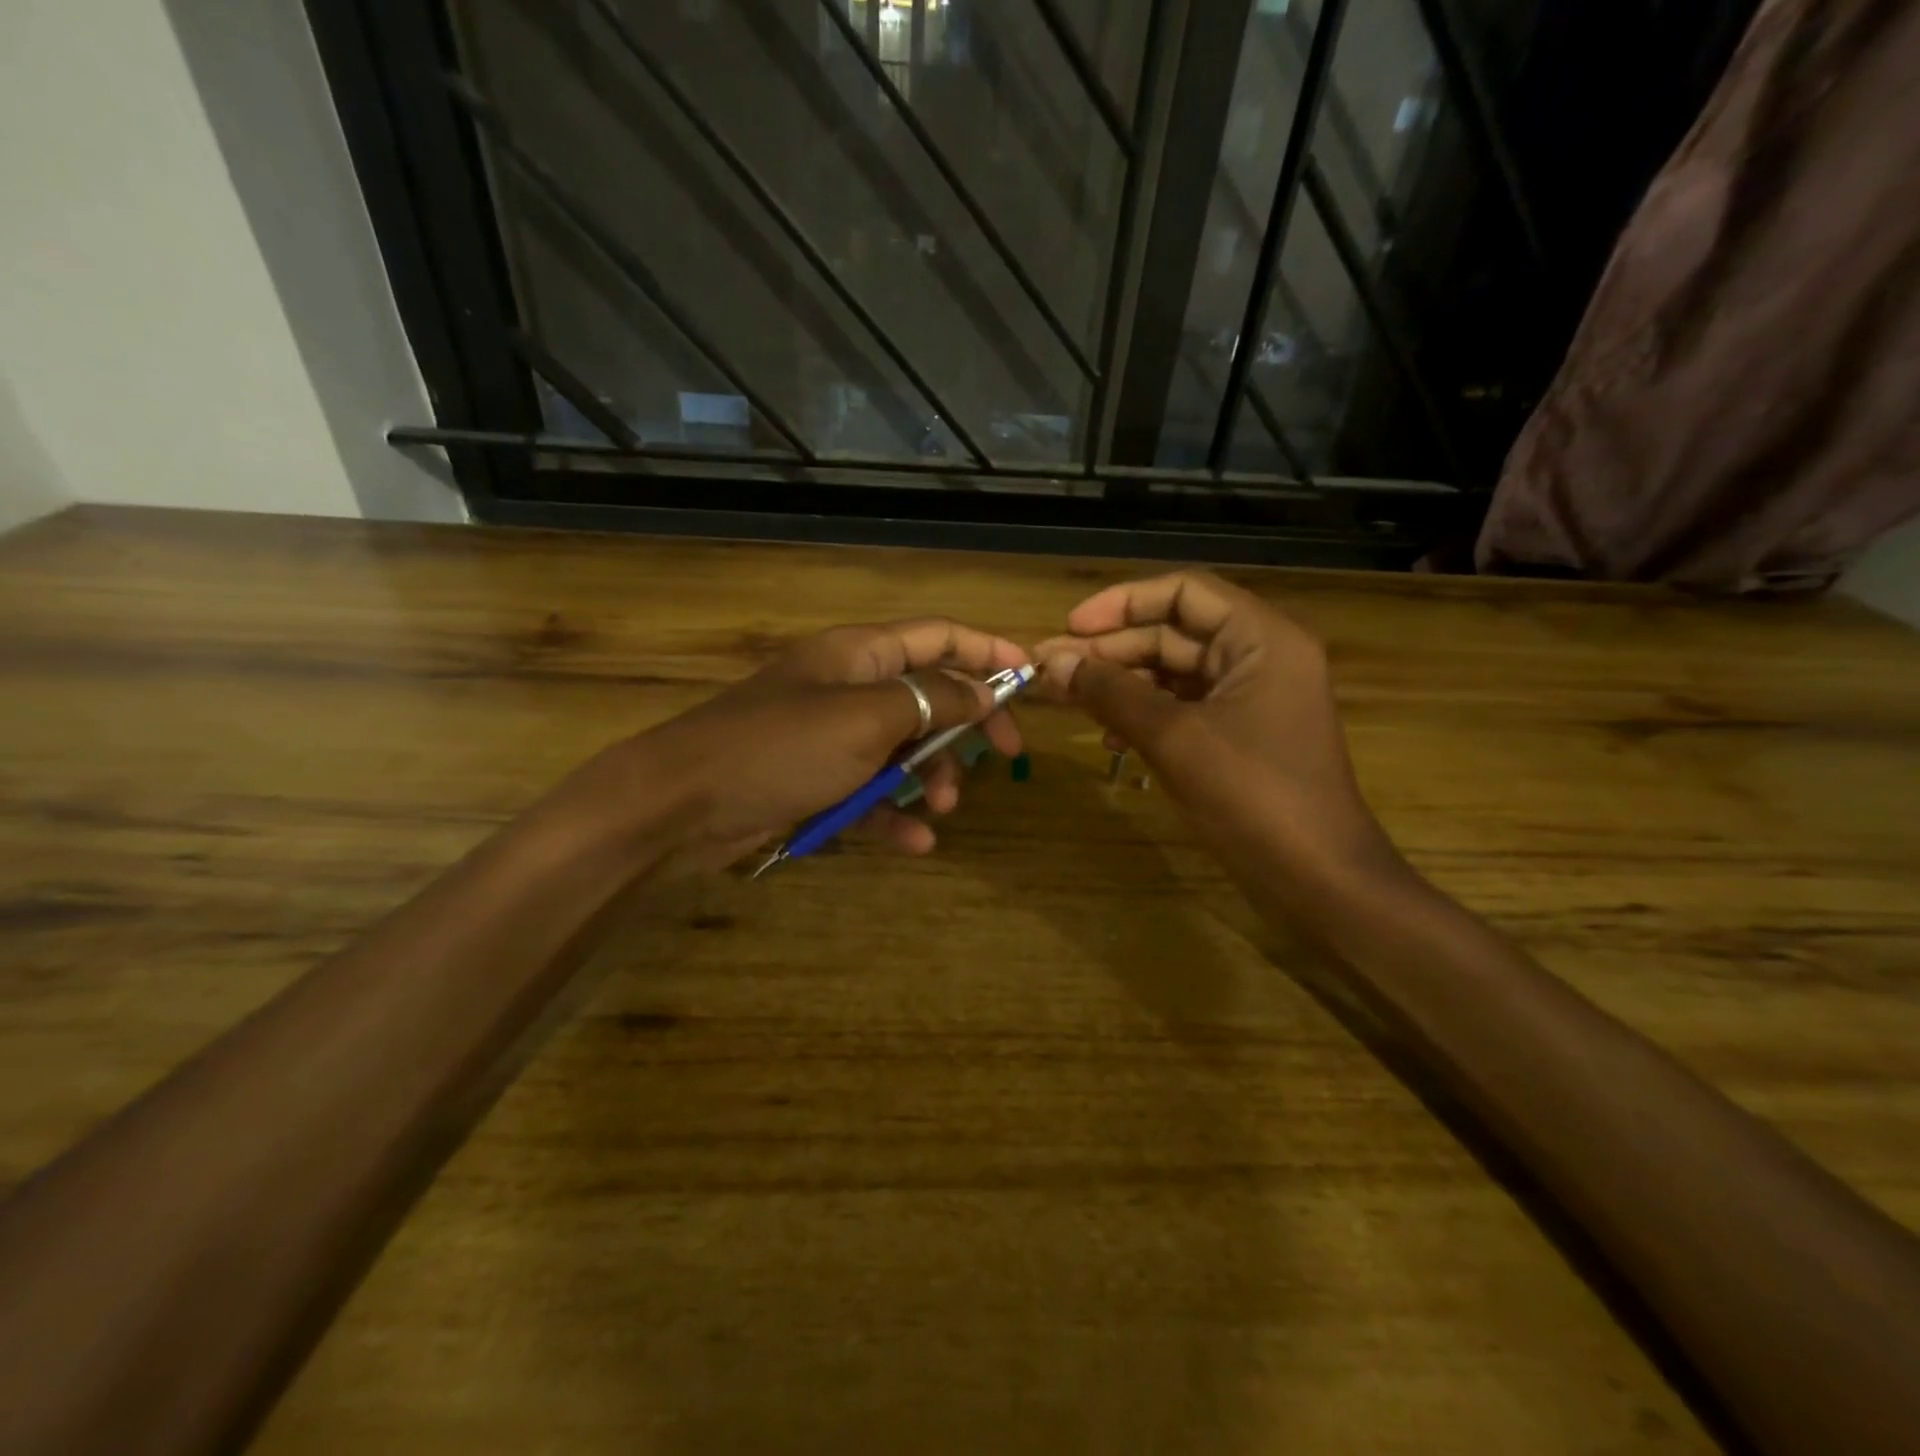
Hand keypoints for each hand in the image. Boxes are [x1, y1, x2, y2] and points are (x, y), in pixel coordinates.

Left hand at [584, 619, 1027, 869]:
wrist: (681, 804)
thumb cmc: (780, 747)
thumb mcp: (866, 718)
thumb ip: (931, 700)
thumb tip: (984, 690)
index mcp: (860, 654)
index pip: (938, 636)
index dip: (988, 651)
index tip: (1031, 679)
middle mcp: (849, 687)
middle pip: (928, 695)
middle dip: (967, 725)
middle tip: (1004, 756)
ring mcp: (831, 737)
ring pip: (903, 749)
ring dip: (931, 777)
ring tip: (945, 808)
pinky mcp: (816, 782)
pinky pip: (869, 793)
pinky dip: (893, 814)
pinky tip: (915, 842)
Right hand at [1036, 571, 1397, 886]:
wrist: (1318, 879)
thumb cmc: (1253, 797)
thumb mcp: (1175, 738)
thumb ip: (1113, 693)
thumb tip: (1054, 663)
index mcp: (1261, 638)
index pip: (1184, 591)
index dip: (1122, 602)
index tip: (1071, 627)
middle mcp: (1260, 656)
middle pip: (1174, 632)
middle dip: (1112, 650)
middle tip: (1053, 670)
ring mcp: (1252, 698)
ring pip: (1174, 672)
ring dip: (1122, 684)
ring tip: (1069, 701)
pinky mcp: (1241, 735)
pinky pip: (1184, 708)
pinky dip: (1145, 716)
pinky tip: (1110, 740)